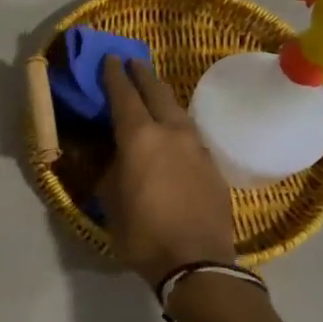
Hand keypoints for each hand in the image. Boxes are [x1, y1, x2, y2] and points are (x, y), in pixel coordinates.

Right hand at [99, 56, 236, 284]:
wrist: (197, 263)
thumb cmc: (142, 232)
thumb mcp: (110, 200)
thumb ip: (112, 170)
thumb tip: (115, 156)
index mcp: (139, 138)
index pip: (124, 96)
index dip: (114, 76)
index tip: (110, 59)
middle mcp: (170, 133)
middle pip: (157, 93)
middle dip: (143, 75)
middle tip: (133, 62)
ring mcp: (196, 148)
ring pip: (178, 111)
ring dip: (163, 98)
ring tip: (154, 93)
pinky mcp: (213, 166)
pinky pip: (191, 134)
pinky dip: (177, 124)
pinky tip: (173, 131)